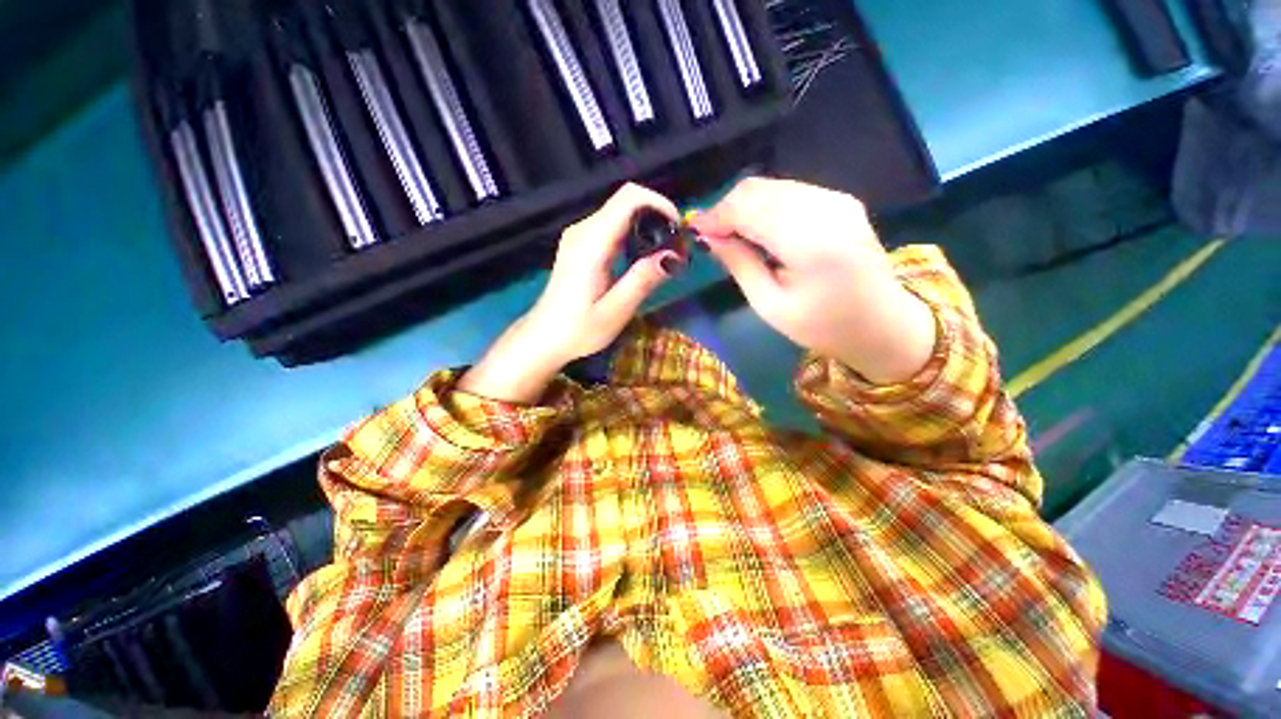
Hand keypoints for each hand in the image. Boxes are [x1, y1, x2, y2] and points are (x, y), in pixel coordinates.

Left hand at [459, 184, 683, 402]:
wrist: (544, 337)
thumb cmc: (578, 330)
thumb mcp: (615, 311)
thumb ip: (643, 280)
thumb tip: (674, 255)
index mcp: (591, 243)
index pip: (629, 198)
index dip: (660, 204)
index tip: (679, 230)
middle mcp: (583, 230)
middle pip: (627, 201)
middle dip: (658, 217)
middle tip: (677, 248)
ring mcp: (579, 236)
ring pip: (621, 212)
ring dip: (648, 226)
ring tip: (666, 255)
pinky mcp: (580, 244)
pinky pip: (612, 226)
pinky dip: (634, 235)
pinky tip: (644, 258)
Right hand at [689, 177, 935, 384]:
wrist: (884, 325)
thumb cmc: (823, 326)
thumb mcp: (770, 306)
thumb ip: (739, 265)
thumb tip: (709, 237)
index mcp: (810, 241)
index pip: (749, 208)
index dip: (716, 215)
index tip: (694, 231)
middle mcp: (826, 207)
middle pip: (758, 188)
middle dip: (727, 209)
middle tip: (711, 236)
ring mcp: (837, 199)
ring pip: (772, 186)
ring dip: (744, 206)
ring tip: (731, 236)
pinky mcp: (840, 200)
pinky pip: (789, 191)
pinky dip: (765, 206)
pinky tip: (758, 230)